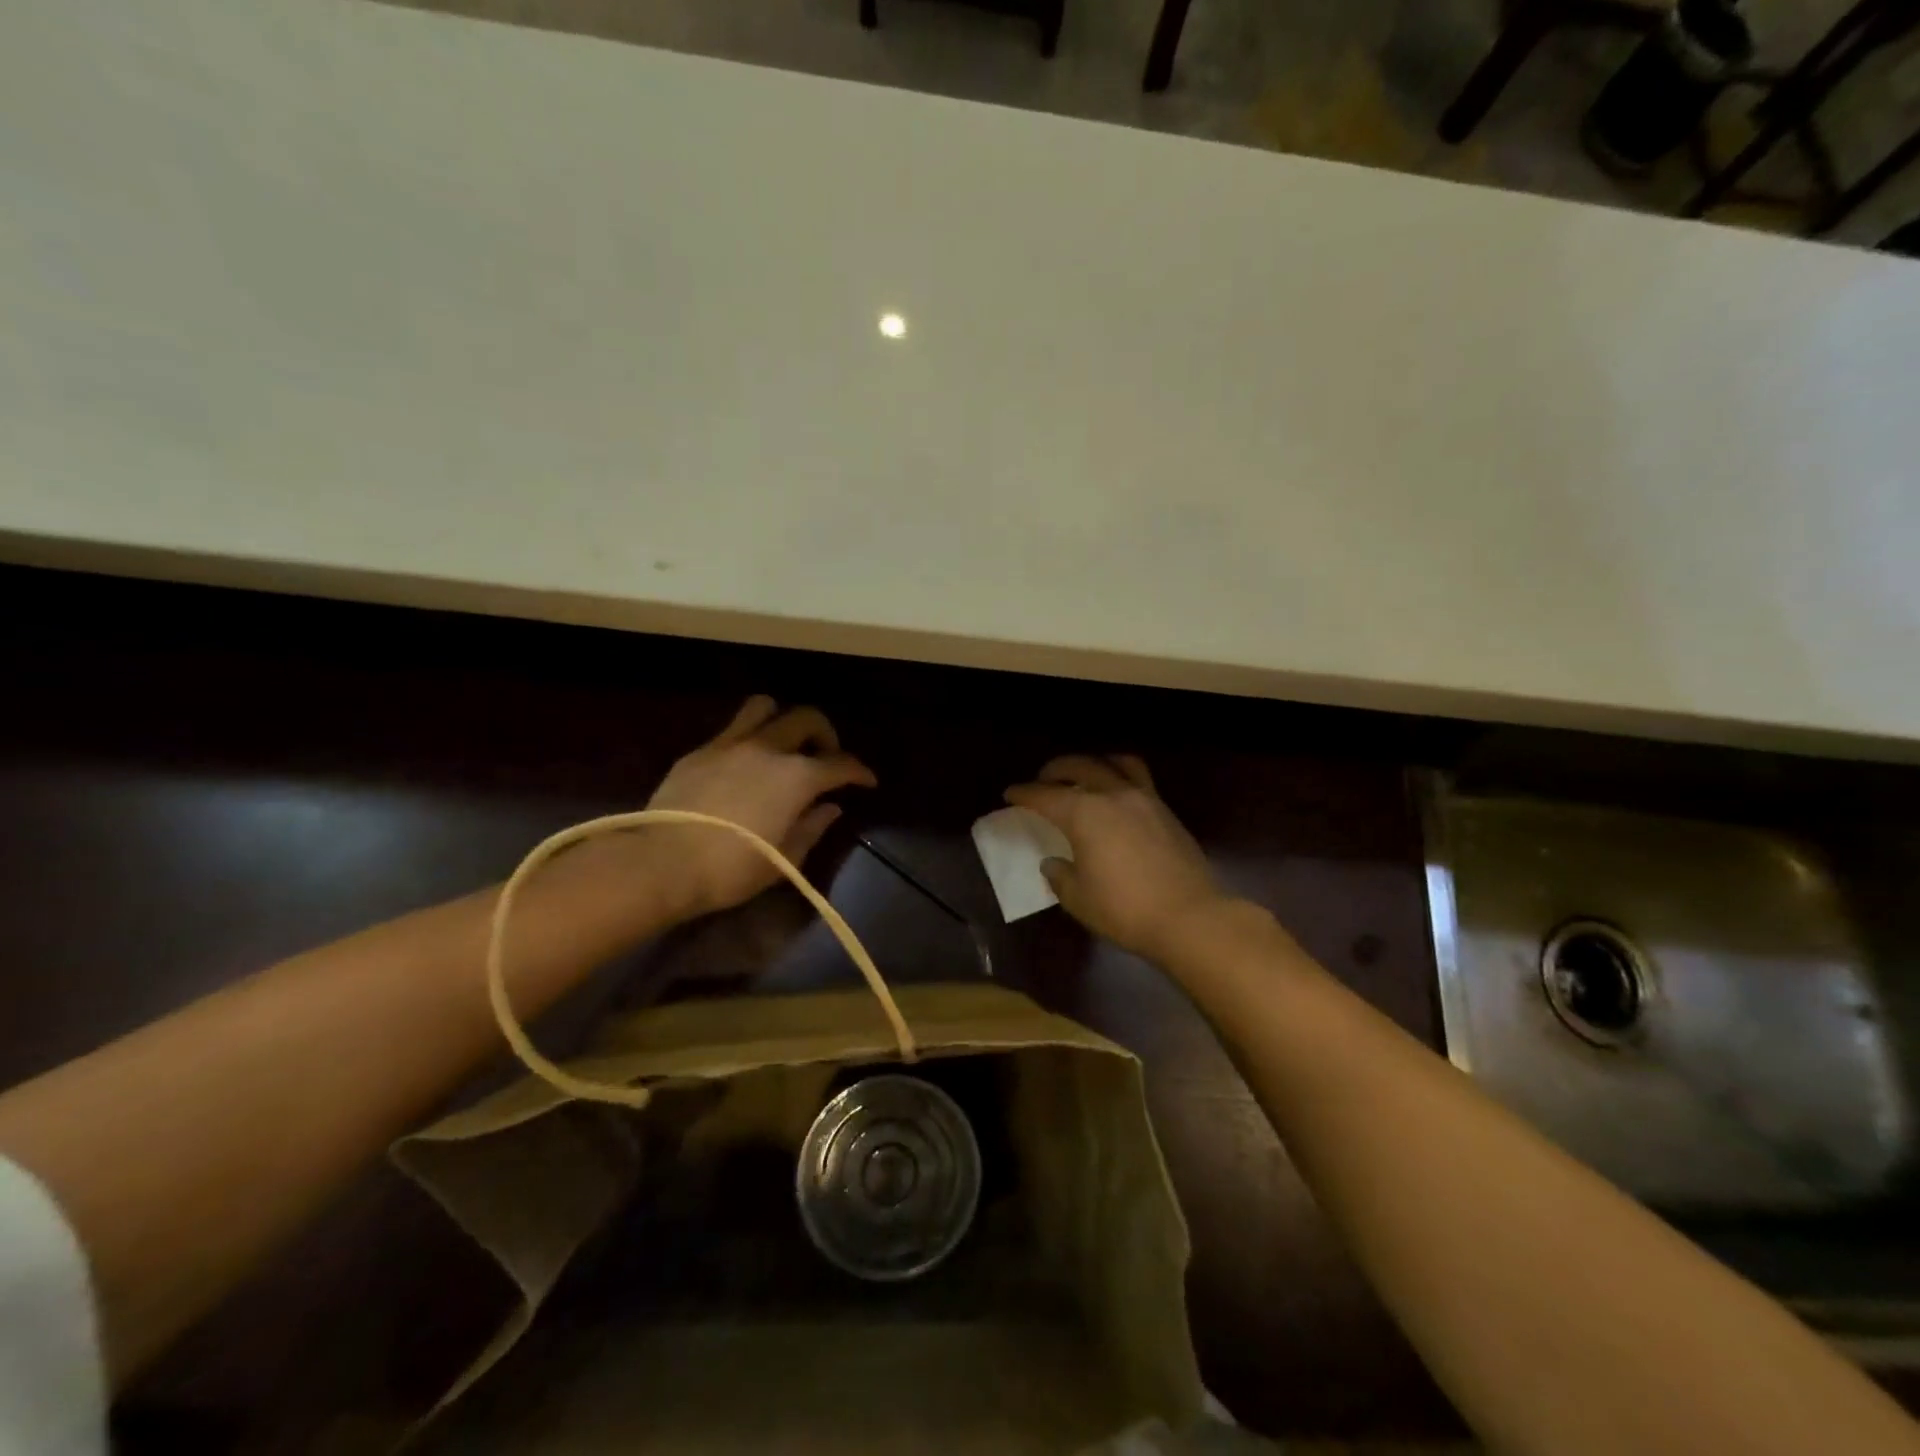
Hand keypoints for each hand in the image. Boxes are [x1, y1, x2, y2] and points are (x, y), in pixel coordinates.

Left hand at [644, 695, 875, 916]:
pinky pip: (732, 729)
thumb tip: (829, 808)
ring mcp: (731, 744)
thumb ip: (812, 827)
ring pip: (764, 707)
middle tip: (825, 757)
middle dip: (825, 734)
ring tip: (783, 744)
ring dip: (782, 720)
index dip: (859, 771)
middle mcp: (768, 749)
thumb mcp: (785, 858)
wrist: (663, 863)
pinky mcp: (700, 751)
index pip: (840, 764)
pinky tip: (745, 763)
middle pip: (807, 719)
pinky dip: (748, 737)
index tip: (867, 781)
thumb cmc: (732, 869)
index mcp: (797, 777)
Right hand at [1005, 754, 1231, 962]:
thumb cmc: (1124, 910)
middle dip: (1055, 770)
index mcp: (1084, 814)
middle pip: (1079, 767)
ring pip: (1116, 763)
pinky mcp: (1166, 811)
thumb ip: (1060, 876)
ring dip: (1094, 763)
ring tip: (1085, 775)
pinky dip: (1121, 776)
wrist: (1189, 917)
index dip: (1024, 793)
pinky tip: (1117, 796)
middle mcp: (1112, 795)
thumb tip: (1054, 863)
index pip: (1045, 796)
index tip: (1010, 793)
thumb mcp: (1078, 899)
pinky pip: (1140, 779)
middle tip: (1043, 780)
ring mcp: (1144, 799)